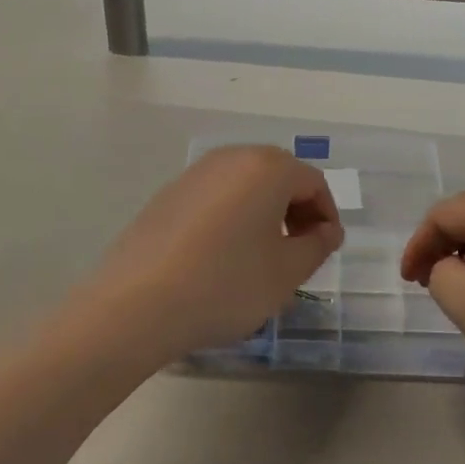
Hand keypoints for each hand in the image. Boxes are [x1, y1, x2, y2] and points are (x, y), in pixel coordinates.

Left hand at [86, 145, 344, 362]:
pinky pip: (214, 198)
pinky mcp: (166, 196)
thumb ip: (317, 246)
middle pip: (278, 176)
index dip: (327, 216)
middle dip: (296, 210)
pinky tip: (221, 258)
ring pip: (244, 185)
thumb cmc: (226, 285)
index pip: (313, 182)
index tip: (325, 251)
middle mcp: (229, 159)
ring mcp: (192, 175)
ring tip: (260, 257)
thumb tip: (325, 231)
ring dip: (263, 213)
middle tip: (298, 252)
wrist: (137, 305)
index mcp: (266, 168)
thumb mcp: (286, 273)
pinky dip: (230, 218)